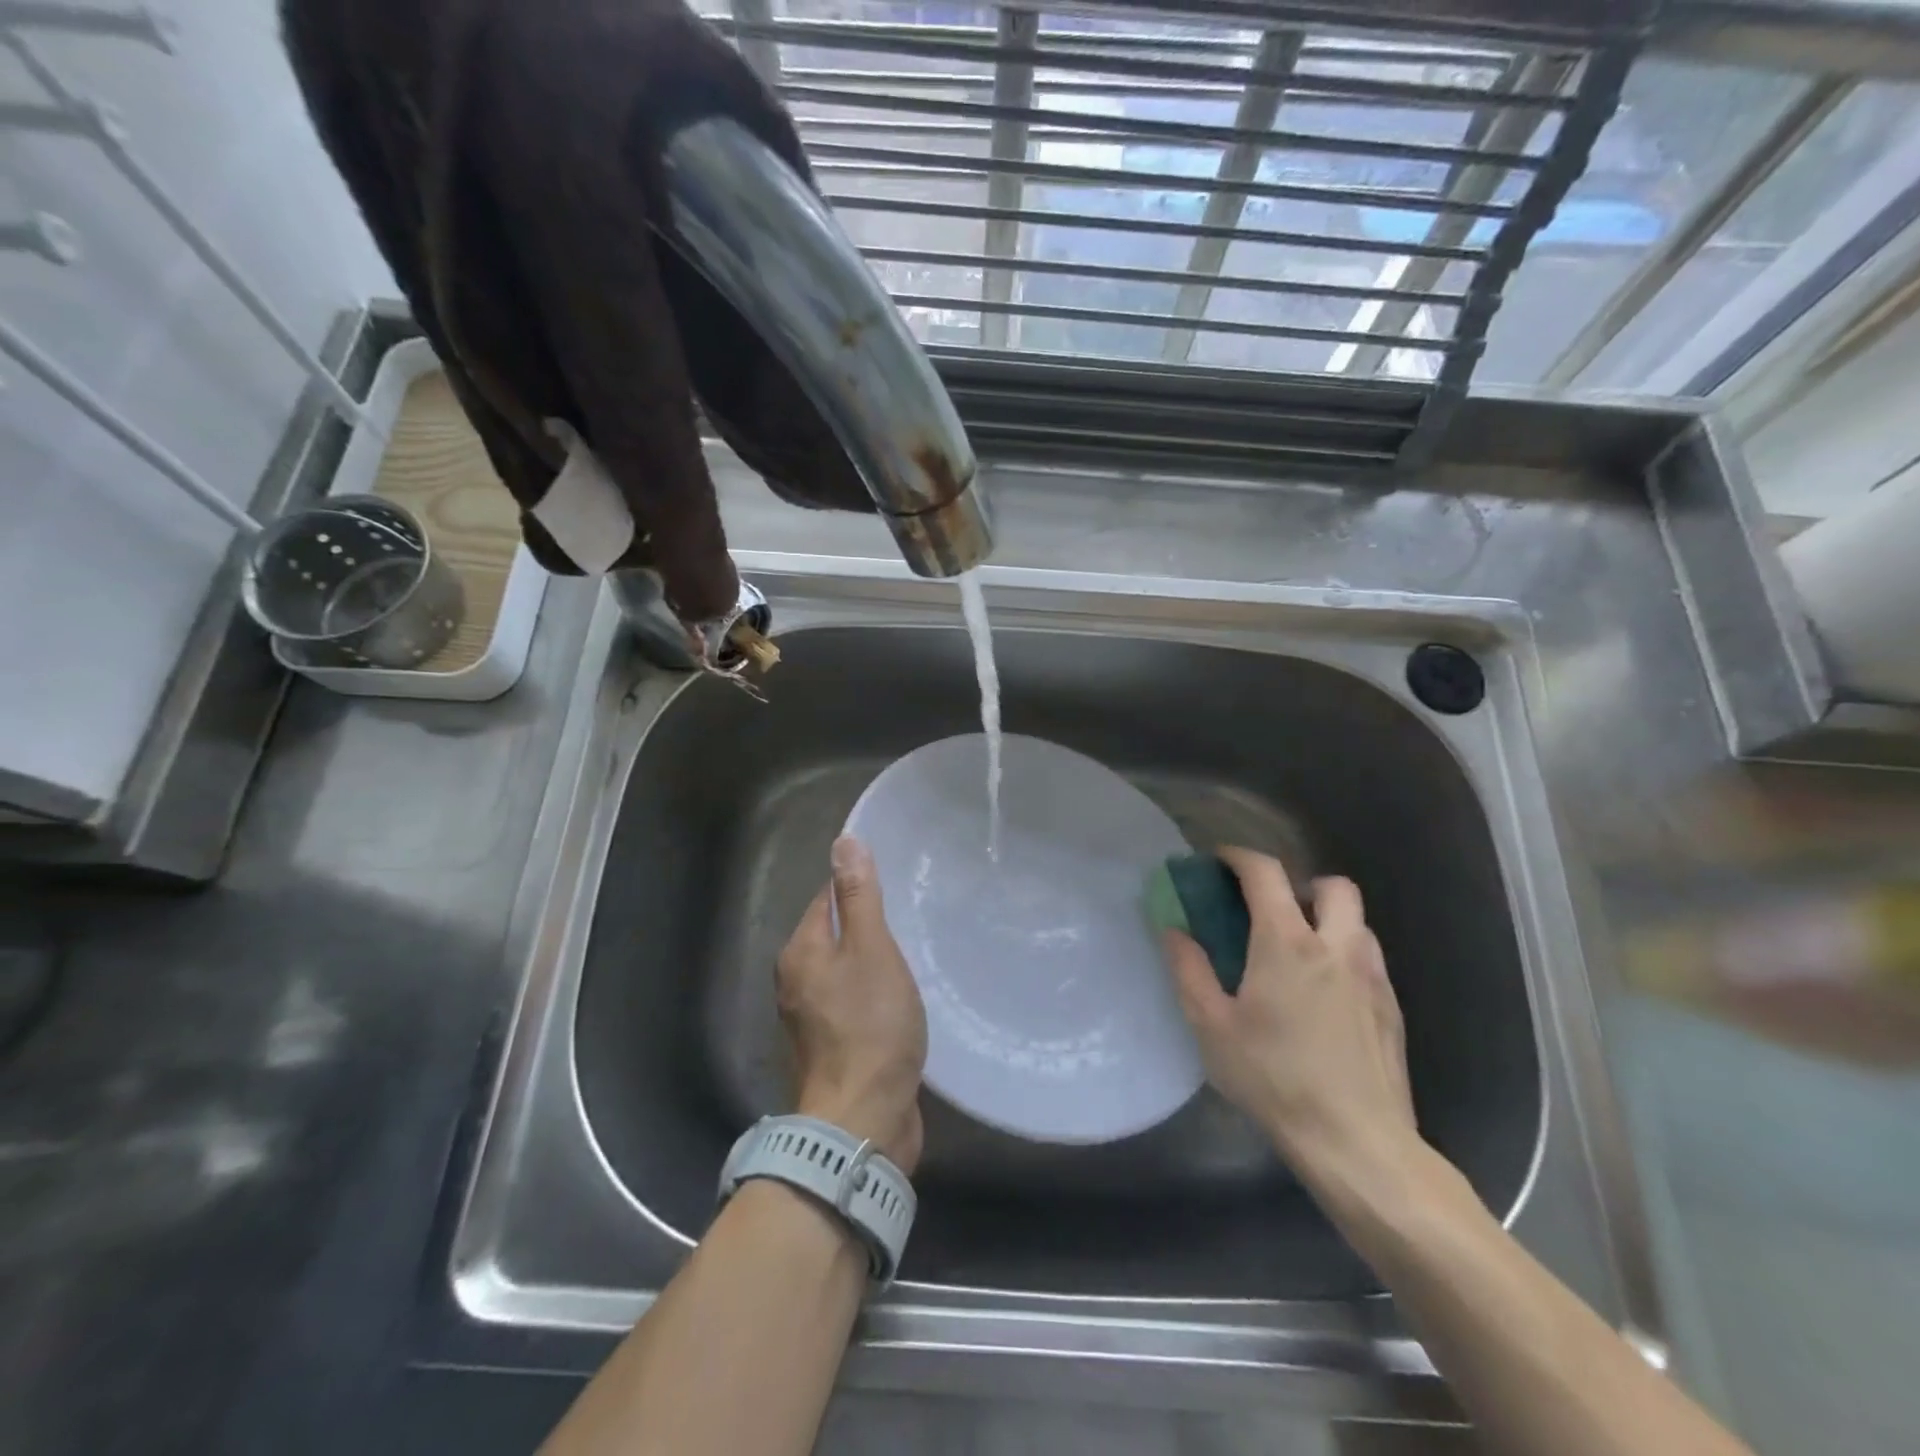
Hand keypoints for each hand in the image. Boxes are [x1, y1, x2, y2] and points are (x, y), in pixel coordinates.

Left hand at [777, 836, 927, 1173]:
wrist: (862, 1120)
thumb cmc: (870, 1025)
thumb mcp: (871, 949)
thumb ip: (859, 896)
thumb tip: (843, 840)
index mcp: (800, 952)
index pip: (827, 899)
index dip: (857, 887)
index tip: (894, 884)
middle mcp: (795, 981)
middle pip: (833, 935)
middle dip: (866, 925)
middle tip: (911, 918)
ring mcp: (810, 1019)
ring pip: (843, 971)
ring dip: (871, 962)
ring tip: (912, 954)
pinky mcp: (830, 1048)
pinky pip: (851, 1004)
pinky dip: (872, 995)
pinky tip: (901, 999)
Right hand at [1161, 847, 1417, 1190]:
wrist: (1358, 1144)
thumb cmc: (1275, 1080)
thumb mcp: (1212, 1027)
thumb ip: (1189, 970)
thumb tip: (1173, 930)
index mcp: (1287, 943)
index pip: (1266, 872)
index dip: (1239, 857)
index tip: (1218, 862)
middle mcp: (1337, 946)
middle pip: (1331, 885)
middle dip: (1299, 884)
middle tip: (1270, 912)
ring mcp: (1372, 976)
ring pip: (1357, 921)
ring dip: (1326, 919)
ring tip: (1297, 954)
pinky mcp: (1392, 1008)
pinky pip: (1368, 958)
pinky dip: (1344, 954)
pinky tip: (1324, 996)